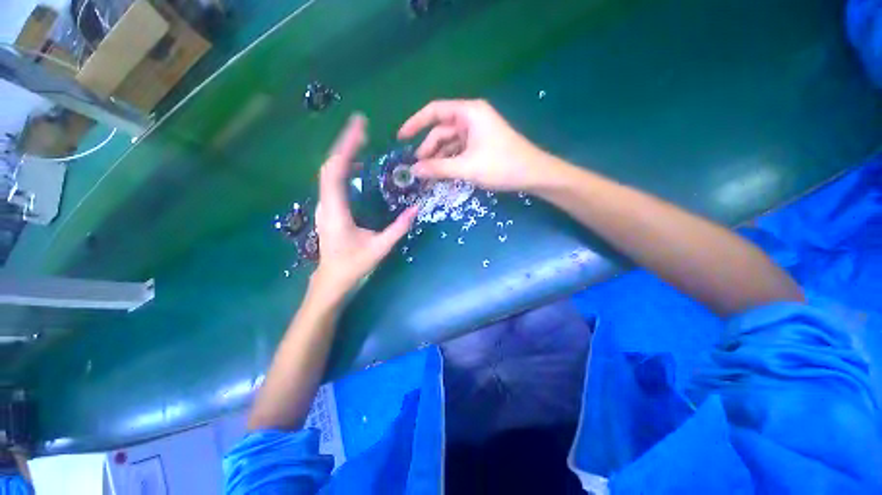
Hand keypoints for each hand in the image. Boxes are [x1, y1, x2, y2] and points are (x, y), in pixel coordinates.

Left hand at [311, 115, 416, 297]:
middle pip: (329, 166)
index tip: (359, 128)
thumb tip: (416, 210)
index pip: (335, 171)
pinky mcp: (328, 209)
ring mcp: (325, 206)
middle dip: (345, 144)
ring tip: (361, 141)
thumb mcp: (379, 249)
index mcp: (336, 211)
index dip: (346, 147)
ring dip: (344, 154)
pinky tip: (357, 166)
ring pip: (329, 173)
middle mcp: (326, 204)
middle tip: (363, 128)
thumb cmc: (353, 266)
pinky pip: (333, 182)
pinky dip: (344, 168)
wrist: (331, 281)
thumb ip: (398, 229)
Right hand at [398, 99, 552, 191]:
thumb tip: (413, 171)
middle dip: (428, 149)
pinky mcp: (481, 146)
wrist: (533, 175)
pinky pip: (459, 152)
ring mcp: (477, 133)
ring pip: (450, 143)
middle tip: (417, 169)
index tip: (400, 138)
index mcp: (468, 113)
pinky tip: (443, 176)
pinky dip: (450, 163)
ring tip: (428, 177)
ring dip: (438, 159)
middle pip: (441, 130)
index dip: (415, 123)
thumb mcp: (466, 168)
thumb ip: (438, 168)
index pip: (434, 111)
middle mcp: (471, 118)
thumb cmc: (501, 165)